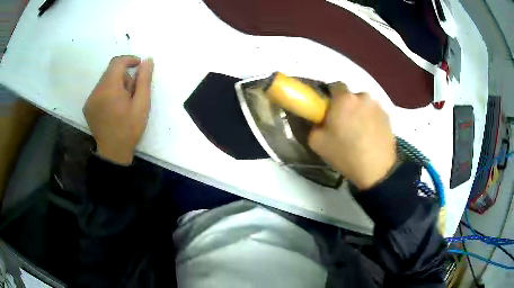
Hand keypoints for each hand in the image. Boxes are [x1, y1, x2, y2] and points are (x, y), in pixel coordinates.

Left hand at [84, 55, 153, 164]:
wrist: (113, 152)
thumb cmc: (129, 129)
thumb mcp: (142, 105)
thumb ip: (144, 80)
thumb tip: (147, 60)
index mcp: (110, 89)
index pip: (117, 62)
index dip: (129, 59)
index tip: (139, 65)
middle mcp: (96, 91)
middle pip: (110, 71)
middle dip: (123, 76)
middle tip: (132, 92)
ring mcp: (90, 99)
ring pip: (104, 81)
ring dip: (115, 85)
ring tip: (122, 102)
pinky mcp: (87, 106)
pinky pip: (98, 91)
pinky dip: (107, 93)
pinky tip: (112, 108)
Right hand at [308, 82, 395, 189]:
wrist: (377, 170)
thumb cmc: (346, 154)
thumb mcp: (317, 143)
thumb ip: (314, 125)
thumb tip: (320, 121)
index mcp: (344, 99)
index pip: (334, 85)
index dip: (330, 97)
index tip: (329, 110)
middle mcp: (363, 96)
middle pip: (351, 96)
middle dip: (346, 106)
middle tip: (344, 124)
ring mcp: (378, 106)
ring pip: (364, 105)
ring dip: (360, 113)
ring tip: (360, 132)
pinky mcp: (388, 117)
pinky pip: (375, 113)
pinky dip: (371, 120)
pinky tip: (370, 136)